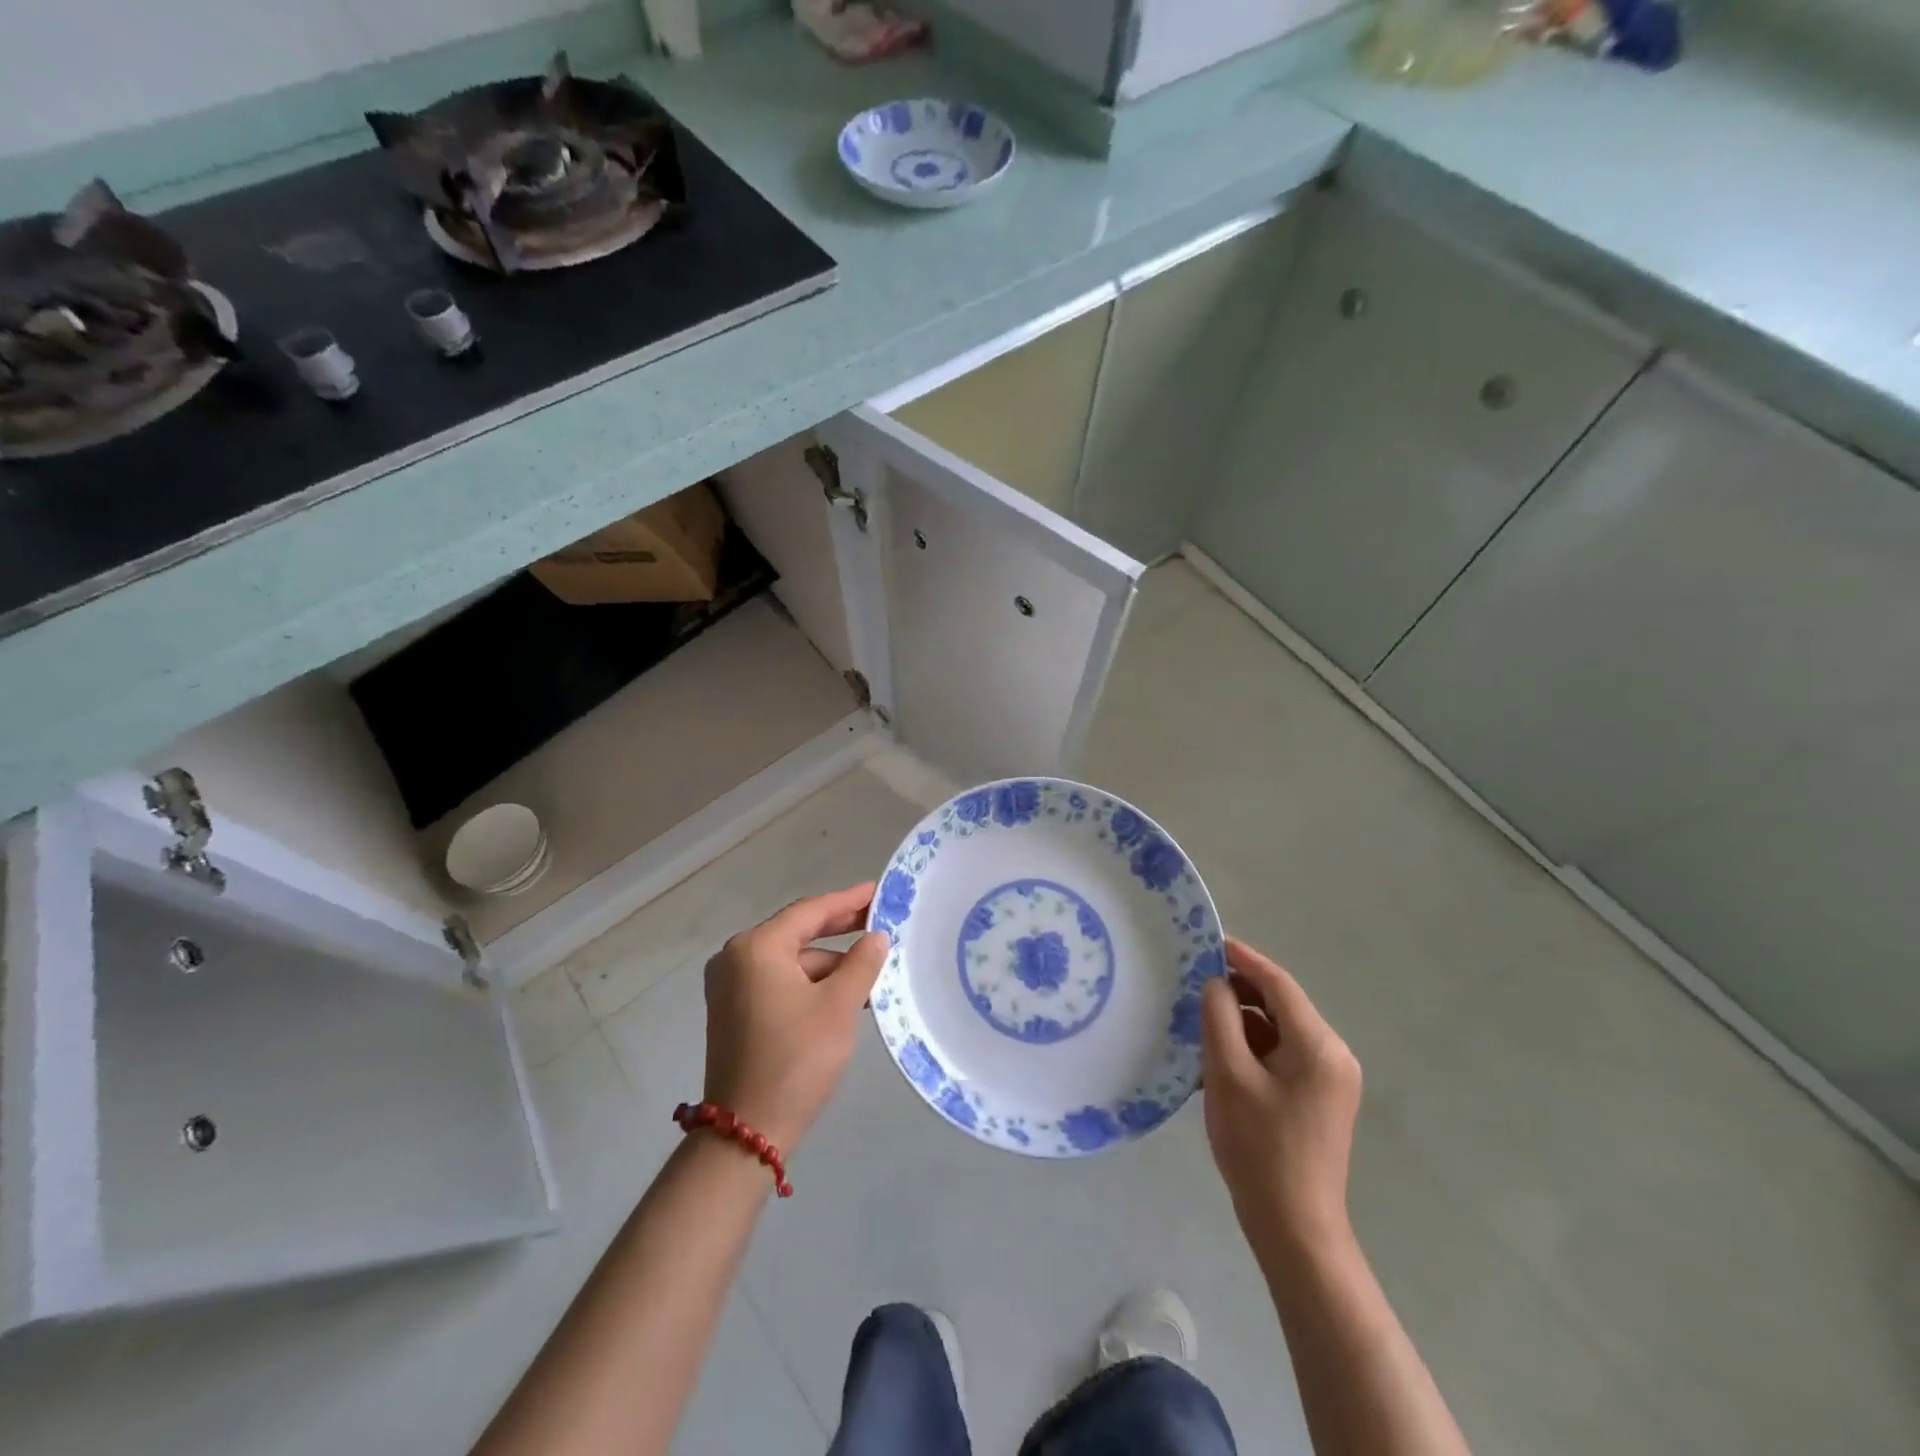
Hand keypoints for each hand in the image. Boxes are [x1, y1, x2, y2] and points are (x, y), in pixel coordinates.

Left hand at [701, 883, 889, 1152]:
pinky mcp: (734, 1012)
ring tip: (871, 970)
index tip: (878, 891)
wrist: (746, 1132)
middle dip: (840, 930)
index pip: (810, 911)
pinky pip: (779, 982)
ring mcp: (731, 987)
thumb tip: (876, 937)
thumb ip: (862, 963)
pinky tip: (843, 994)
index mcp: (756, 948)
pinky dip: (810, 984)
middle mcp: (736, 959)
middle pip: (798, 933)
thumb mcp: (839, 1006)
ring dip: (829, 965)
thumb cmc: (796, 1059)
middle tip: (880, 921)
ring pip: (791, 962)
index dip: (848, 900)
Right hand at [1201, 938, 1362, 1259]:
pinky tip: (1219, 1060)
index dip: (1243, 959)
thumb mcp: (1227, 1074)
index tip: (1210, 941)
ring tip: (1200, 1025)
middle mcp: (1334, 1054)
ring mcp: (1331, 1079)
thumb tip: (1217, 985)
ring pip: (1279, 1031)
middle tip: (1194, 985)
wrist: (1294, 1228)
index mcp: (1319, 1045)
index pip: (1278, 984)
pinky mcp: (1321, 1099)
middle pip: (1281, 1006)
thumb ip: (1220, 1018)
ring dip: (1242, 1024)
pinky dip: (1253, 1049)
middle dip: (1239, 993)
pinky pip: (1283, 1056)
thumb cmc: (1258, 1147)